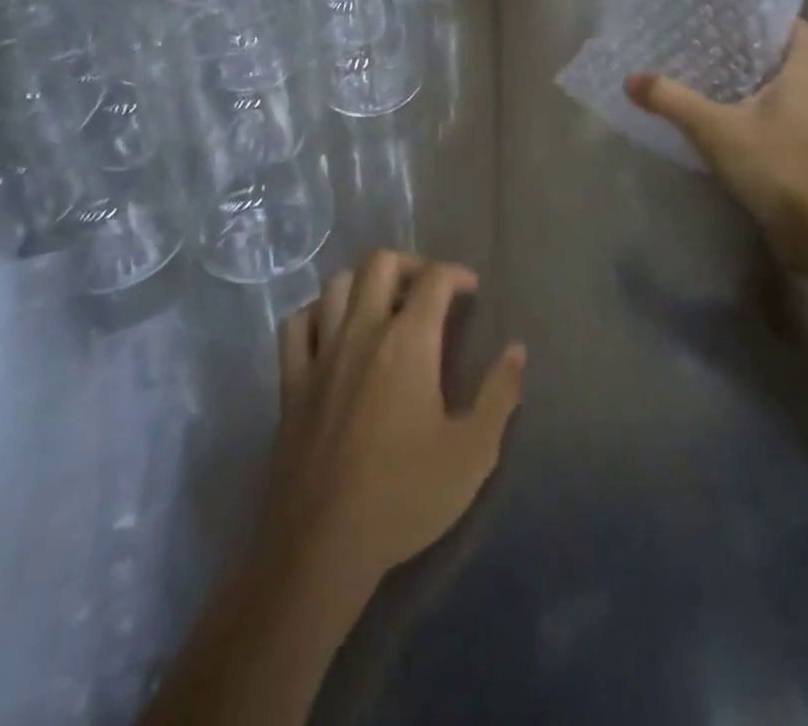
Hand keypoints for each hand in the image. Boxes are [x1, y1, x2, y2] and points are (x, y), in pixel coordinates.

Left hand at [261, 251, 526, 591]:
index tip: (471, 291)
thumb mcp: (472, 452)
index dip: (457, 274)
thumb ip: (499, 394)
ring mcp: (321, 353)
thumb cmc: (405, 495)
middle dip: (410, 264)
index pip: (434, 278)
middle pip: (380, 262)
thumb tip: (516, 350)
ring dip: (364, 283)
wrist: (322, 545)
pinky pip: (296, 324)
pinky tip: (331, 332)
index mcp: (408, 341)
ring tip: (383, 305)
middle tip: (428, 290)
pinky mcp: (290, 381)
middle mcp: (362, 331)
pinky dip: (316, 314)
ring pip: (336, 284)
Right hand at [624, 20, 807, 271]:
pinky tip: (717, 116)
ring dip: (748, 82)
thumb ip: (672, 100)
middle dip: (750, 49)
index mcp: (804, 74)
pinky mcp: (800, 151)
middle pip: (785, 58)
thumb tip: (630, 78)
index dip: (772, 17)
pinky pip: (774, 117)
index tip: (736, 14)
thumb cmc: (774, 163)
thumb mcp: (714, 127)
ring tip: (706, 73)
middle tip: (708, 40)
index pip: (800, 29)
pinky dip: (749, 111)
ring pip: (779, 89)